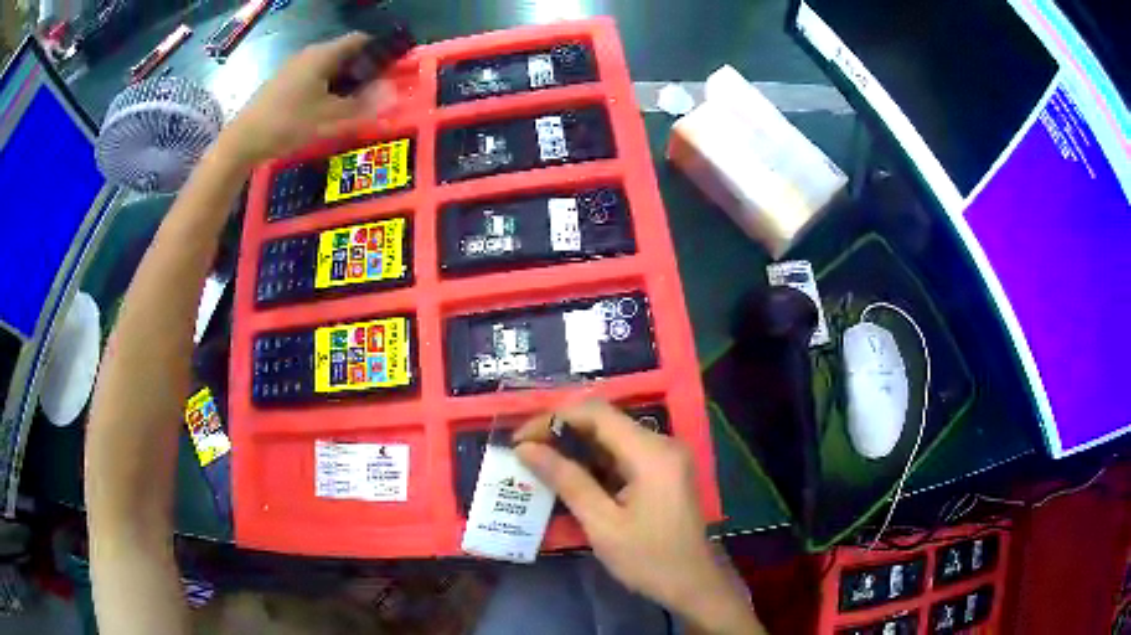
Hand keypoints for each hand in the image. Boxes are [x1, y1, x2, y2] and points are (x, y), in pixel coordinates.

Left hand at [220, 32, 396, 164]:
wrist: (242, 141)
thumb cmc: (287, 124)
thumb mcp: (330, 118)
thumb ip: (364, 105)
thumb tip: (395, 92)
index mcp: (323, 54)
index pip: (361, 40)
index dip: (379, 51)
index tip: (391, 70)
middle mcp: (309, 54)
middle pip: (345, 54)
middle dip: (363, 70)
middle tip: (374, 93)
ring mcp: (293, 68)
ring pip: (328, 68)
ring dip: (344, 82)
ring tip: (353, 105)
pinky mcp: (282, 83)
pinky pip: (313, 78)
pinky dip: (326, 89)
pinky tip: (325, 110)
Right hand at [514, 400, 763, 634]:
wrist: (694, 583)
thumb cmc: (649, 559)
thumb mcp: (602, 524)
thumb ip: (566, 480)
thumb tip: (525, 449)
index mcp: (651, 452)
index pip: (596, 413)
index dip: (553, 419)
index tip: (520, 439)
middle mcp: (662, 443)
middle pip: (605, 421)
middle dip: (562, 432)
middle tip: (525, 451)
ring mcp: (666, 456)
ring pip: (613, 436)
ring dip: (576, 446)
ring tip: (539, 462)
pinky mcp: (664, 469)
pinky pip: (624, 453)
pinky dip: (595, 460)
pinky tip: (571, 476)